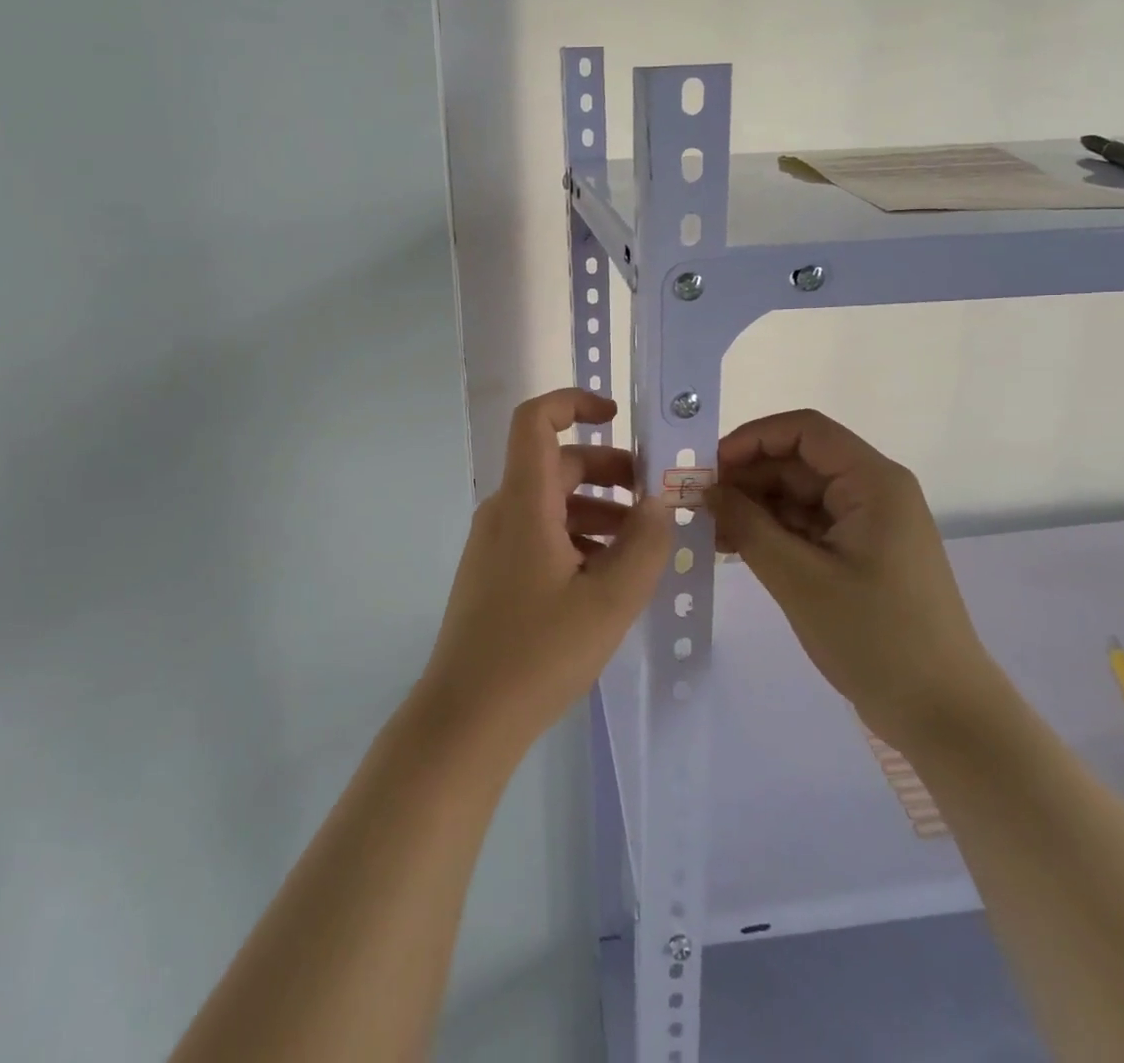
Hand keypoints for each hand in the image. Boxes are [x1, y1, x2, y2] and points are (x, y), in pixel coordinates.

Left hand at [418, 390, 671, 757]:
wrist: (466, 720)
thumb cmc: (538, 654)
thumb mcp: (610, 601)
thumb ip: (644, 545)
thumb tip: (657, 504)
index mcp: (524, 502)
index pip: (536, 421)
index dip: (573, 402)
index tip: (617, 416)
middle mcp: (503, 511)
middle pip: (556, 464)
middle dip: (608, 471)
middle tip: (652, 501)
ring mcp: (494, 544)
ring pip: (551, 502)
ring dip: (597, 509)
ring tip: (638, 546)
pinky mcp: (493, 573)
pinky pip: (539, 534)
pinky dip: (576, 537)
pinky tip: (605, 577)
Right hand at [713, 409, 998, 746]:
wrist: (943, 716)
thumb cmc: (875, 639)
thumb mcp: (800, 579)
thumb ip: (748, 525)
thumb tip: (705, 489)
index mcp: (873, 483)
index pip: (805, 431)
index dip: (752, 439)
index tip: (708, 468)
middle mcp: (874, 492)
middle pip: (800, 463)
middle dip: (747, 478)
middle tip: (698, 506)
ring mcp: (869, 524)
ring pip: (800, 496)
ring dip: (756, 508)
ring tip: (709, 532)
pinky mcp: (862, 554)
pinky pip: (810, 526)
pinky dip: (774, 532)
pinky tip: (736, 548)